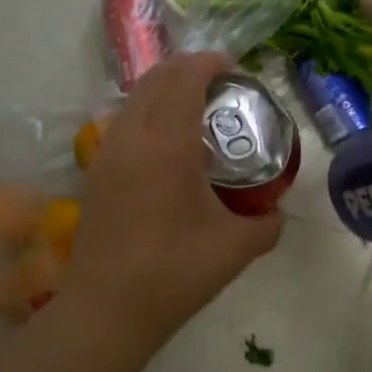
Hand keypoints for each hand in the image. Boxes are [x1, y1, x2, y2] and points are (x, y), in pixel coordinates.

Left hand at [64, 52, 282, 347]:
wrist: (107, 310)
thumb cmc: (175, 272)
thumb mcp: (237, 248)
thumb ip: (267, 224)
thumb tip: (276, 213)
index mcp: (168, 144)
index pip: (184, 78)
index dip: (209, 62)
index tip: (233, 68)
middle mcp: (132, 138)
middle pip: (155, 79)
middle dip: (187, 69)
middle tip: (219, 85)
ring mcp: (107, 154)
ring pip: (134, 99)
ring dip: (163, 90)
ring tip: (193, 110)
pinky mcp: (95, 174)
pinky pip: (123, 123)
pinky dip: (147, 114)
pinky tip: (165, 146)